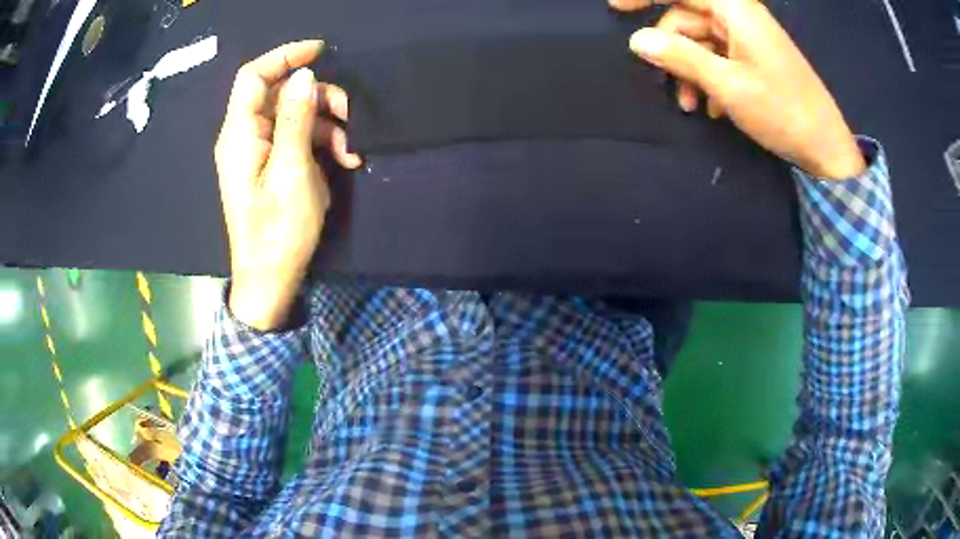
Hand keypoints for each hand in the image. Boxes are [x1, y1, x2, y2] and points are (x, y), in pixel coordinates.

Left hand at [215, 40, 361, 330]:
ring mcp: (260, 151)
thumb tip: (303, 76)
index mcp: (240, 135)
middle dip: (320, 97)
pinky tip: (346, 159)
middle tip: (352, 114)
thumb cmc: (278, 231)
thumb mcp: (293, 172)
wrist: (271, 279)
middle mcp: (246, 137)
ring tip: (353, 150)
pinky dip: (324, 141)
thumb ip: (295, 120)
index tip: (320, 51)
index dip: (284, 56)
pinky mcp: (273, 164)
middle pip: (281, 93)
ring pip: (295, 114)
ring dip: (329, 123)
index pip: (253, 76)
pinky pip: (298, 137)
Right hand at [613, 0, 865, 178]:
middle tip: (666, 84)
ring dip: (691, 70)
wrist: (826, 147)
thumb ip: (680, 56)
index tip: (615, 8)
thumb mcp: (727, 84)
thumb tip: (638, 40)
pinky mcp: (757, 57)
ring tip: (692, 105)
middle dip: (673, 50)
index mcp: (735, 10)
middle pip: (688, 19)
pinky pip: (720, 57)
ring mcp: (750, 38)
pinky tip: (713, 106)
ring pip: (702, 41)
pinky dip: (710, 77)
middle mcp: (741, 17)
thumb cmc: (781, 111)